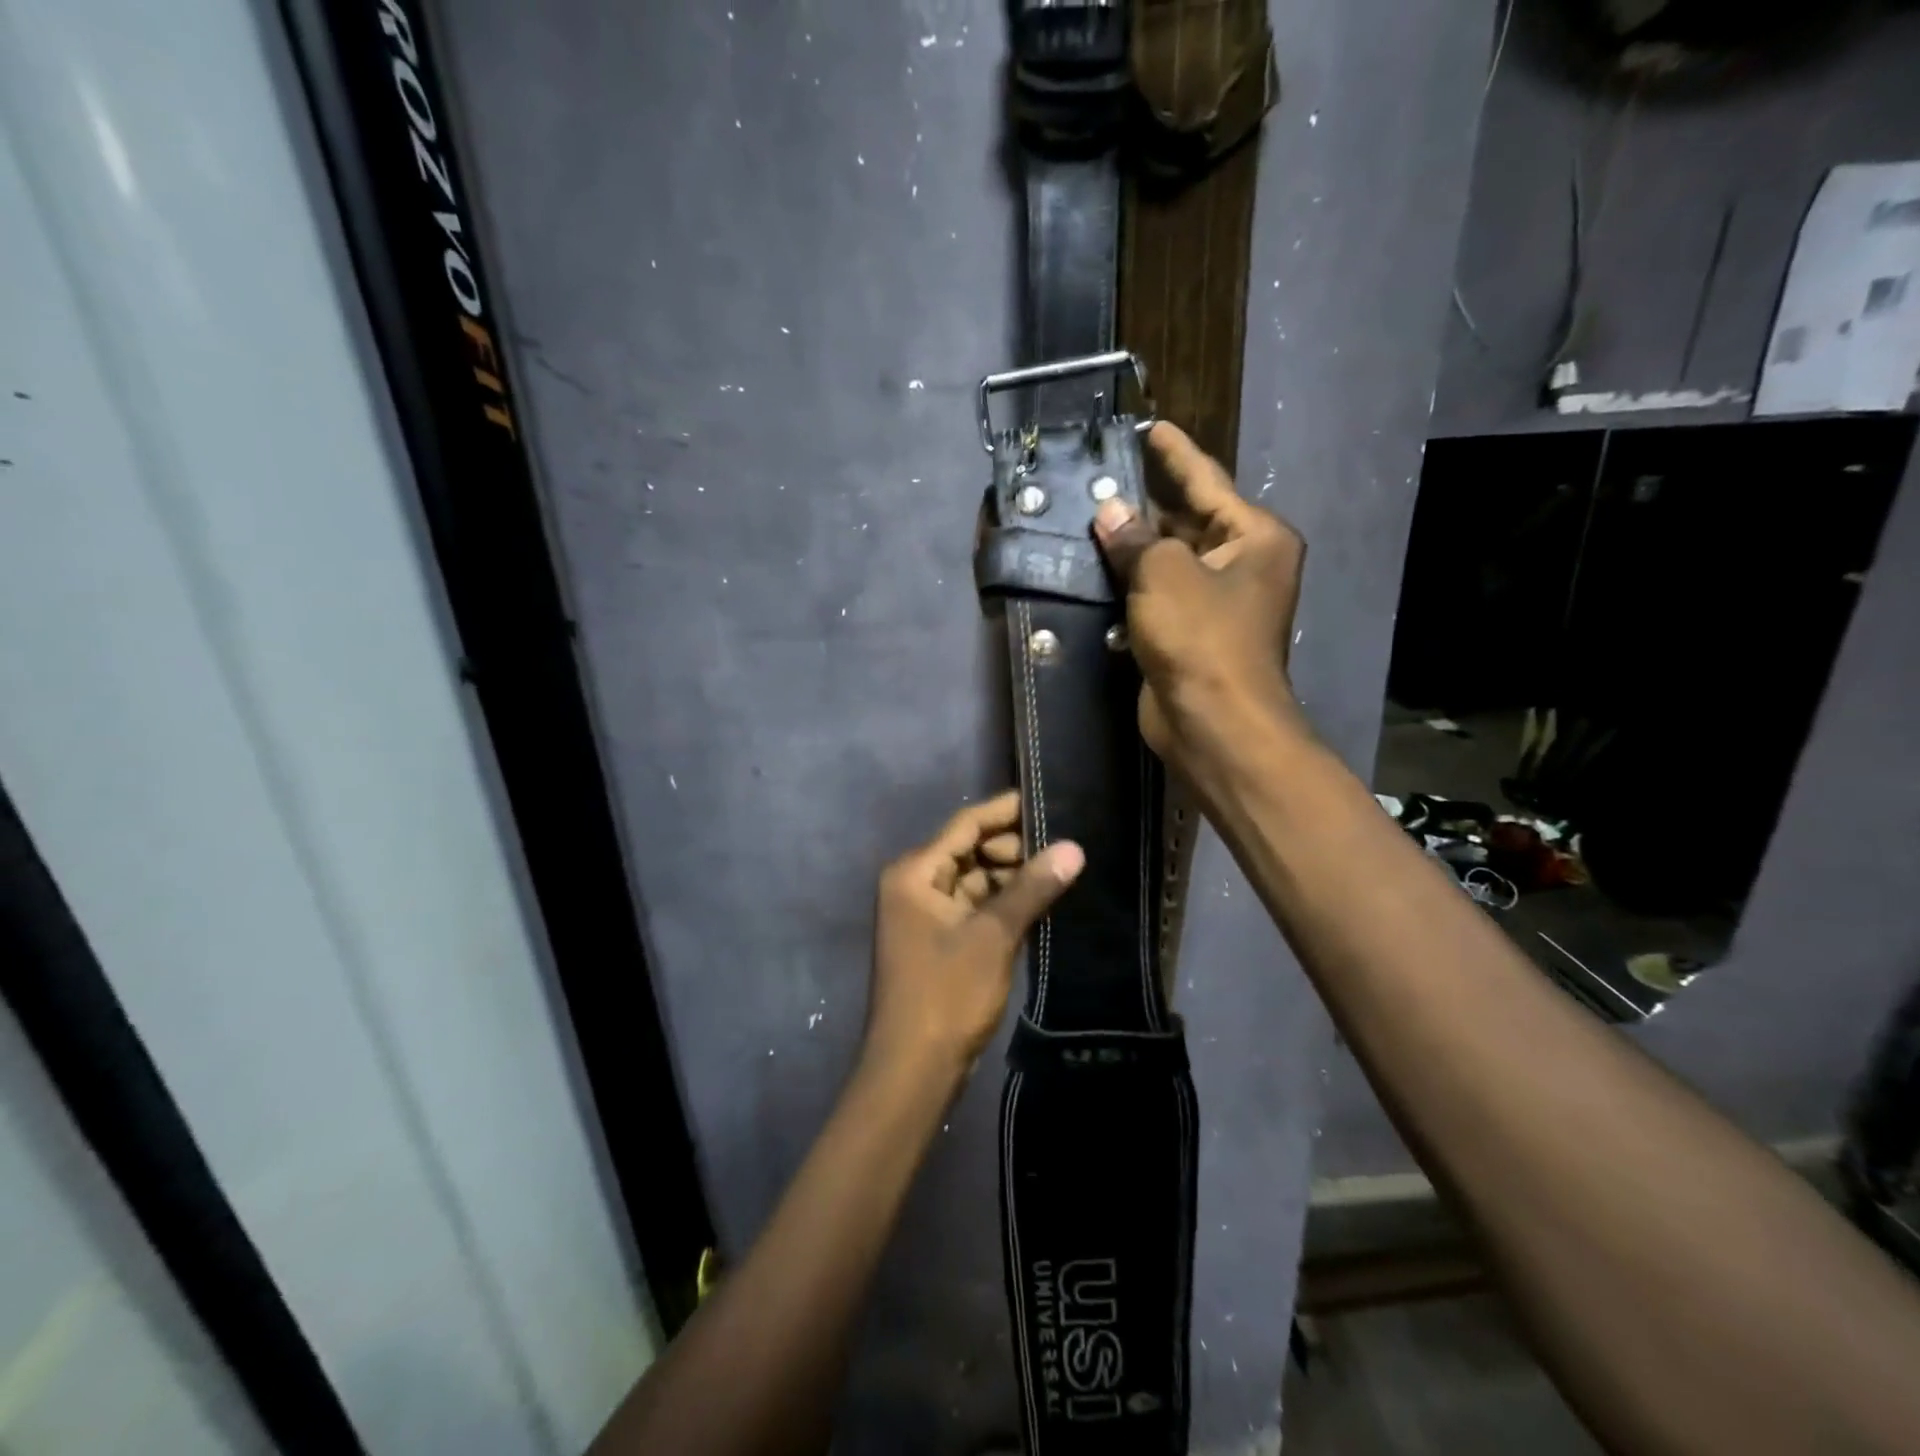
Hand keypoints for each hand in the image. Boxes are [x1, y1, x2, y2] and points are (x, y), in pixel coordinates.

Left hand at [866, 791, 1083, 1083]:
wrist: (913, 1070)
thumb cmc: (946, 994)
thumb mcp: (993, 936)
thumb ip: (1032, 888)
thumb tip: (1074, 846)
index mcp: (914, 873)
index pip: (965, 825)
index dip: (1006, 811)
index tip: (1048, 801)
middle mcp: (914, 885)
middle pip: (969, 850)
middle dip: (1013, 847)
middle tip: (1064, 842)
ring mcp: (924, 915)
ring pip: (974, 880)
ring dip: (1011, 877)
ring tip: (1061, 869)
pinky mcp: (939, 941)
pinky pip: (974, 907)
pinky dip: (1002, 904)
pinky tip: (1040, 902)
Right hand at [1093, 422, 1309, 792]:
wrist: (1213, 722)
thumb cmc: (1202, 638)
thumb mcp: (1164, 574)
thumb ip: (1135, 537)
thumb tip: (1109, 513)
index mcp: (1255, 537)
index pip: (1207, 481)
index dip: (1175, 454)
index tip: (1149, 427)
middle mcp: (1243, 565)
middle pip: (1188, 522)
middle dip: (1145, 505)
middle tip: (1100, 479)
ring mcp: (1217, 603)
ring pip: (1168, 562)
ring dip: (1133, 548)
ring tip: (1088, 518)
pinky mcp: (1191, 635)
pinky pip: (1158, 596)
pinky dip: (1131, 585)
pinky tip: (1094, 570)